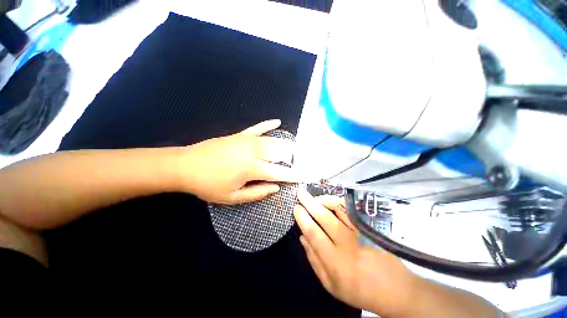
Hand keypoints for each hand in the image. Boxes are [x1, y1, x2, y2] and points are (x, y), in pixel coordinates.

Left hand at [179, 120, 297, 204]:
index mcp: (252, 169)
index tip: (304, 175)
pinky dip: (268, 124)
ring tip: (294, 148)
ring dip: (285, 144)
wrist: (185, 166)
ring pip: (272, 140)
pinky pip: (258, 128)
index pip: (279, 172)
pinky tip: (277, 121)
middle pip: (279, 153)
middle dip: (292, 157)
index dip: (293, 175)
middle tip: (300, 161)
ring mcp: (247, 140)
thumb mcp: (233, 197)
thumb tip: (276, 187)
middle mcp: (253, 152)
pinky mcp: (240, 135)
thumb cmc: (208, 185)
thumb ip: (257, 193)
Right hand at [294, 189, 417, 316]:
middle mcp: (347, 244)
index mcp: (335, 262)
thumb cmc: (358, 290)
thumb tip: (302, 237)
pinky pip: (350, 210)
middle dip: (310, 203)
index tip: (296, 208)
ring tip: (314, 198)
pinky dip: (338, 202)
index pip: (314, 234)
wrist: (394, 289)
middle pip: (325, 218)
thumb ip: (314, 260)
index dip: (303, 219)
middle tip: (300, 193)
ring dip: (323, 200)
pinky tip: (330, 201)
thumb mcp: (331, 284)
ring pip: (339, 209)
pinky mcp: (368, 228)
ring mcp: (359, 233)